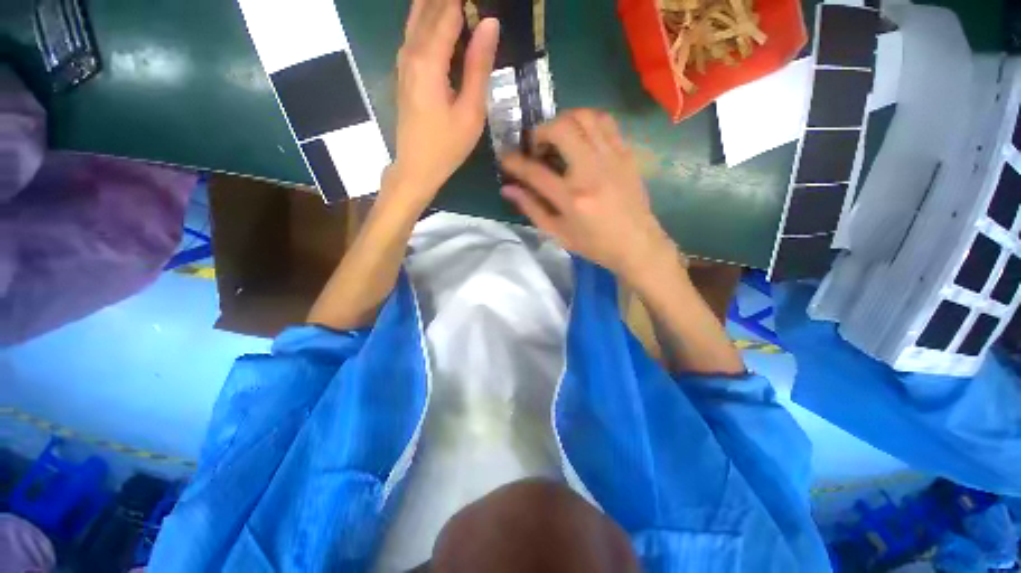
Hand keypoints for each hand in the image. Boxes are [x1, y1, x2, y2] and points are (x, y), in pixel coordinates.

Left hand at [387, 0, 499, 206]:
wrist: (416, 167)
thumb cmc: (447, 146)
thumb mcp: (471, 112)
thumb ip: (479, 66)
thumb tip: (490, 23)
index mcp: (429, 60)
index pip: (448, 10)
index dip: (464, 0)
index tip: (483, 3)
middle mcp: (411, 51)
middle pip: (428, 6)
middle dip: (450, 0)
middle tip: (472, 4)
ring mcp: (403, 60)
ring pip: (418, 16)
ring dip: (438, 5)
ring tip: (461, 7)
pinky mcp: (404, 70)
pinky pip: (415, 31)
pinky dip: (430, 18)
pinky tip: (445, 22)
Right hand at [500, 109, 678, 282]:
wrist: (637, 244)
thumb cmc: (595, 244)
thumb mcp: (558, 234)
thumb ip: (532, 209)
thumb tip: (508, 189)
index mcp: (572, 198)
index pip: (535, 172)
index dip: (514, 162)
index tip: (505, 157)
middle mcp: (591, 172)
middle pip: (561, 129)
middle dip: (540, 131)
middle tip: (537, 147)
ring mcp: (612, 158)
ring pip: (584, 117)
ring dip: (564, 121)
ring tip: (558, 138)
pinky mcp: (626, 153)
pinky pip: (605, 122)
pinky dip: (587, 122)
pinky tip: (581, 138)